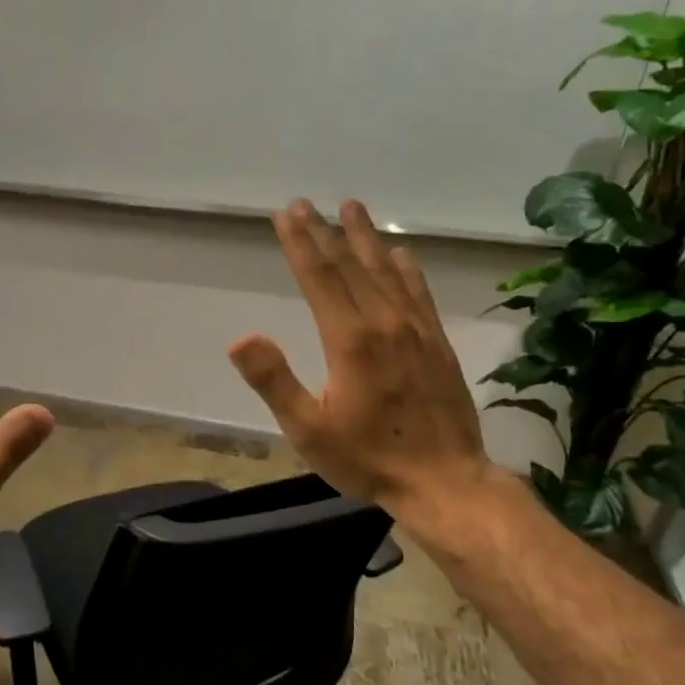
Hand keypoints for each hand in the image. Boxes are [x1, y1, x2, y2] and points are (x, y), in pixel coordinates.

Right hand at [229, 199, 495, 521]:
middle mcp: (384, 323)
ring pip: (386, 272)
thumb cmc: (367, 458)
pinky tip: (401, 253)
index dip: (301, 244)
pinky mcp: (436, 343)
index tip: (287, 214)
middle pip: (350, 267)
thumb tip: (240, 339)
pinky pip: (418, 293)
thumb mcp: (308, 429)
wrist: (444, 482)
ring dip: (366, 238)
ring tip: (353, 207)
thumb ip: (274, 381)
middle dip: (325, 232)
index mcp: (350, 340)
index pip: (320, 279)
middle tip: (306, 203)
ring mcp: (416, 331)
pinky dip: (406, 269)